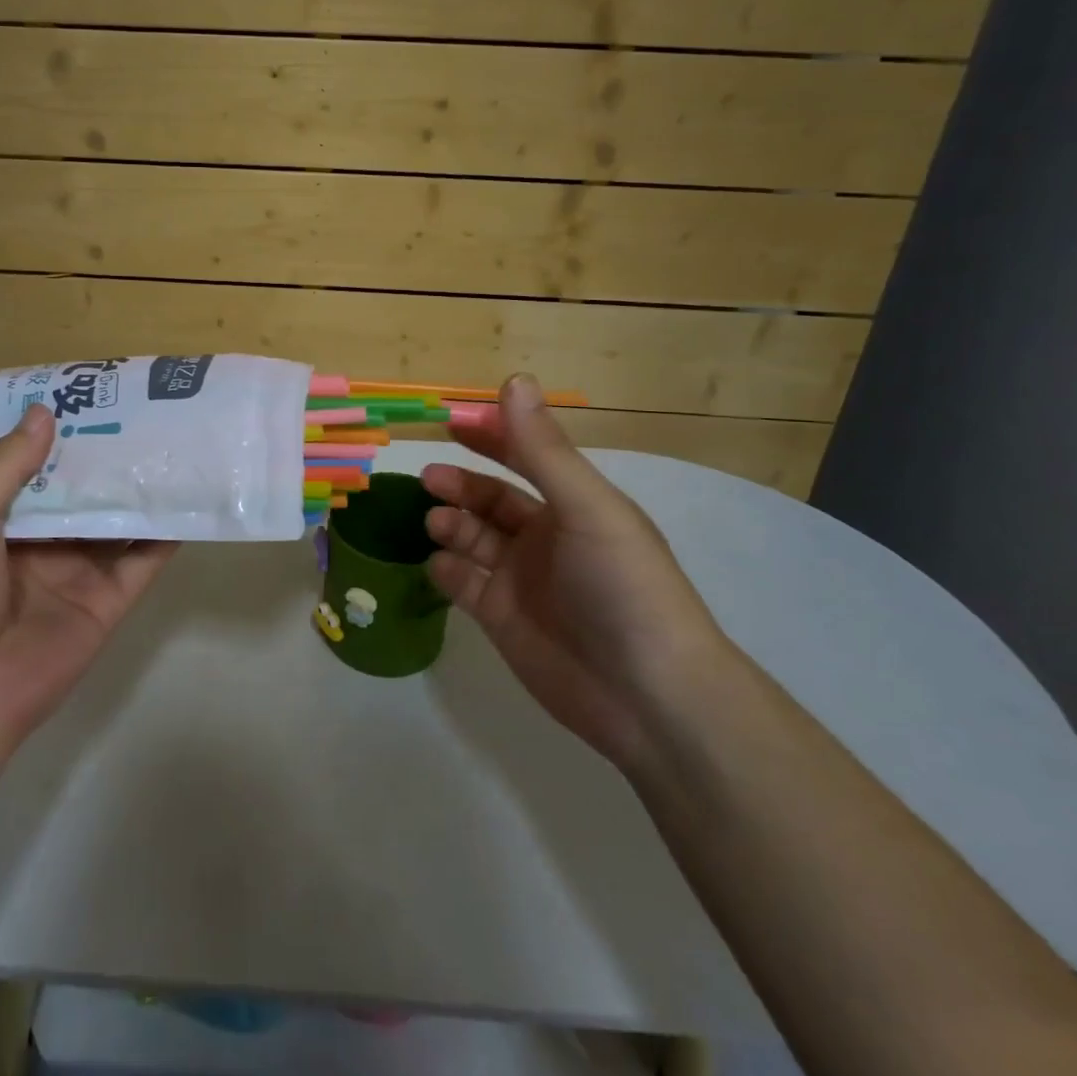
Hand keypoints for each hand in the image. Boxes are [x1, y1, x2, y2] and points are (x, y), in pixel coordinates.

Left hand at [0, 404, 177, 757]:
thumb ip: (3, 469)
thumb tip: (44, 413)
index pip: (34, 467)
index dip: (59, 434)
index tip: (91, 396)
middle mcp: (41, 542)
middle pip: (82, 490)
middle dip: (107, 455)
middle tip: (146, 411)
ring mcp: (78, 572)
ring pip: (117, 519)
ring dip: (141, 487)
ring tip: (175, 443)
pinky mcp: (110, 601)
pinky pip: (143, 560)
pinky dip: (165, 532)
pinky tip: (188, 497)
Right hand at [422, 375, 724, 768]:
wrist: (647, 696)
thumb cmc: (624, 586)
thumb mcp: (587, 507)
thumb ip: (542, 448)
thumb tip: (513, 379)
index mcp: (575, 505)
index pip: (526, 456)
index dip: (492, 436)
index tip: (451, 420)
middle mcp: (546, 536)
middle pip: (492, 498)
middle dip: (461, 483)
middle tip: (429, 477)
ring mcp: (521, 579)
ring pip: (472, 538)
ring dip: (450, 522)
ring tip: (436, 523)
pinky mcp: (501, 618)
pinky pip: (462, 583)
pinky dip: (445, 569)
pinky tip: (440, 564)